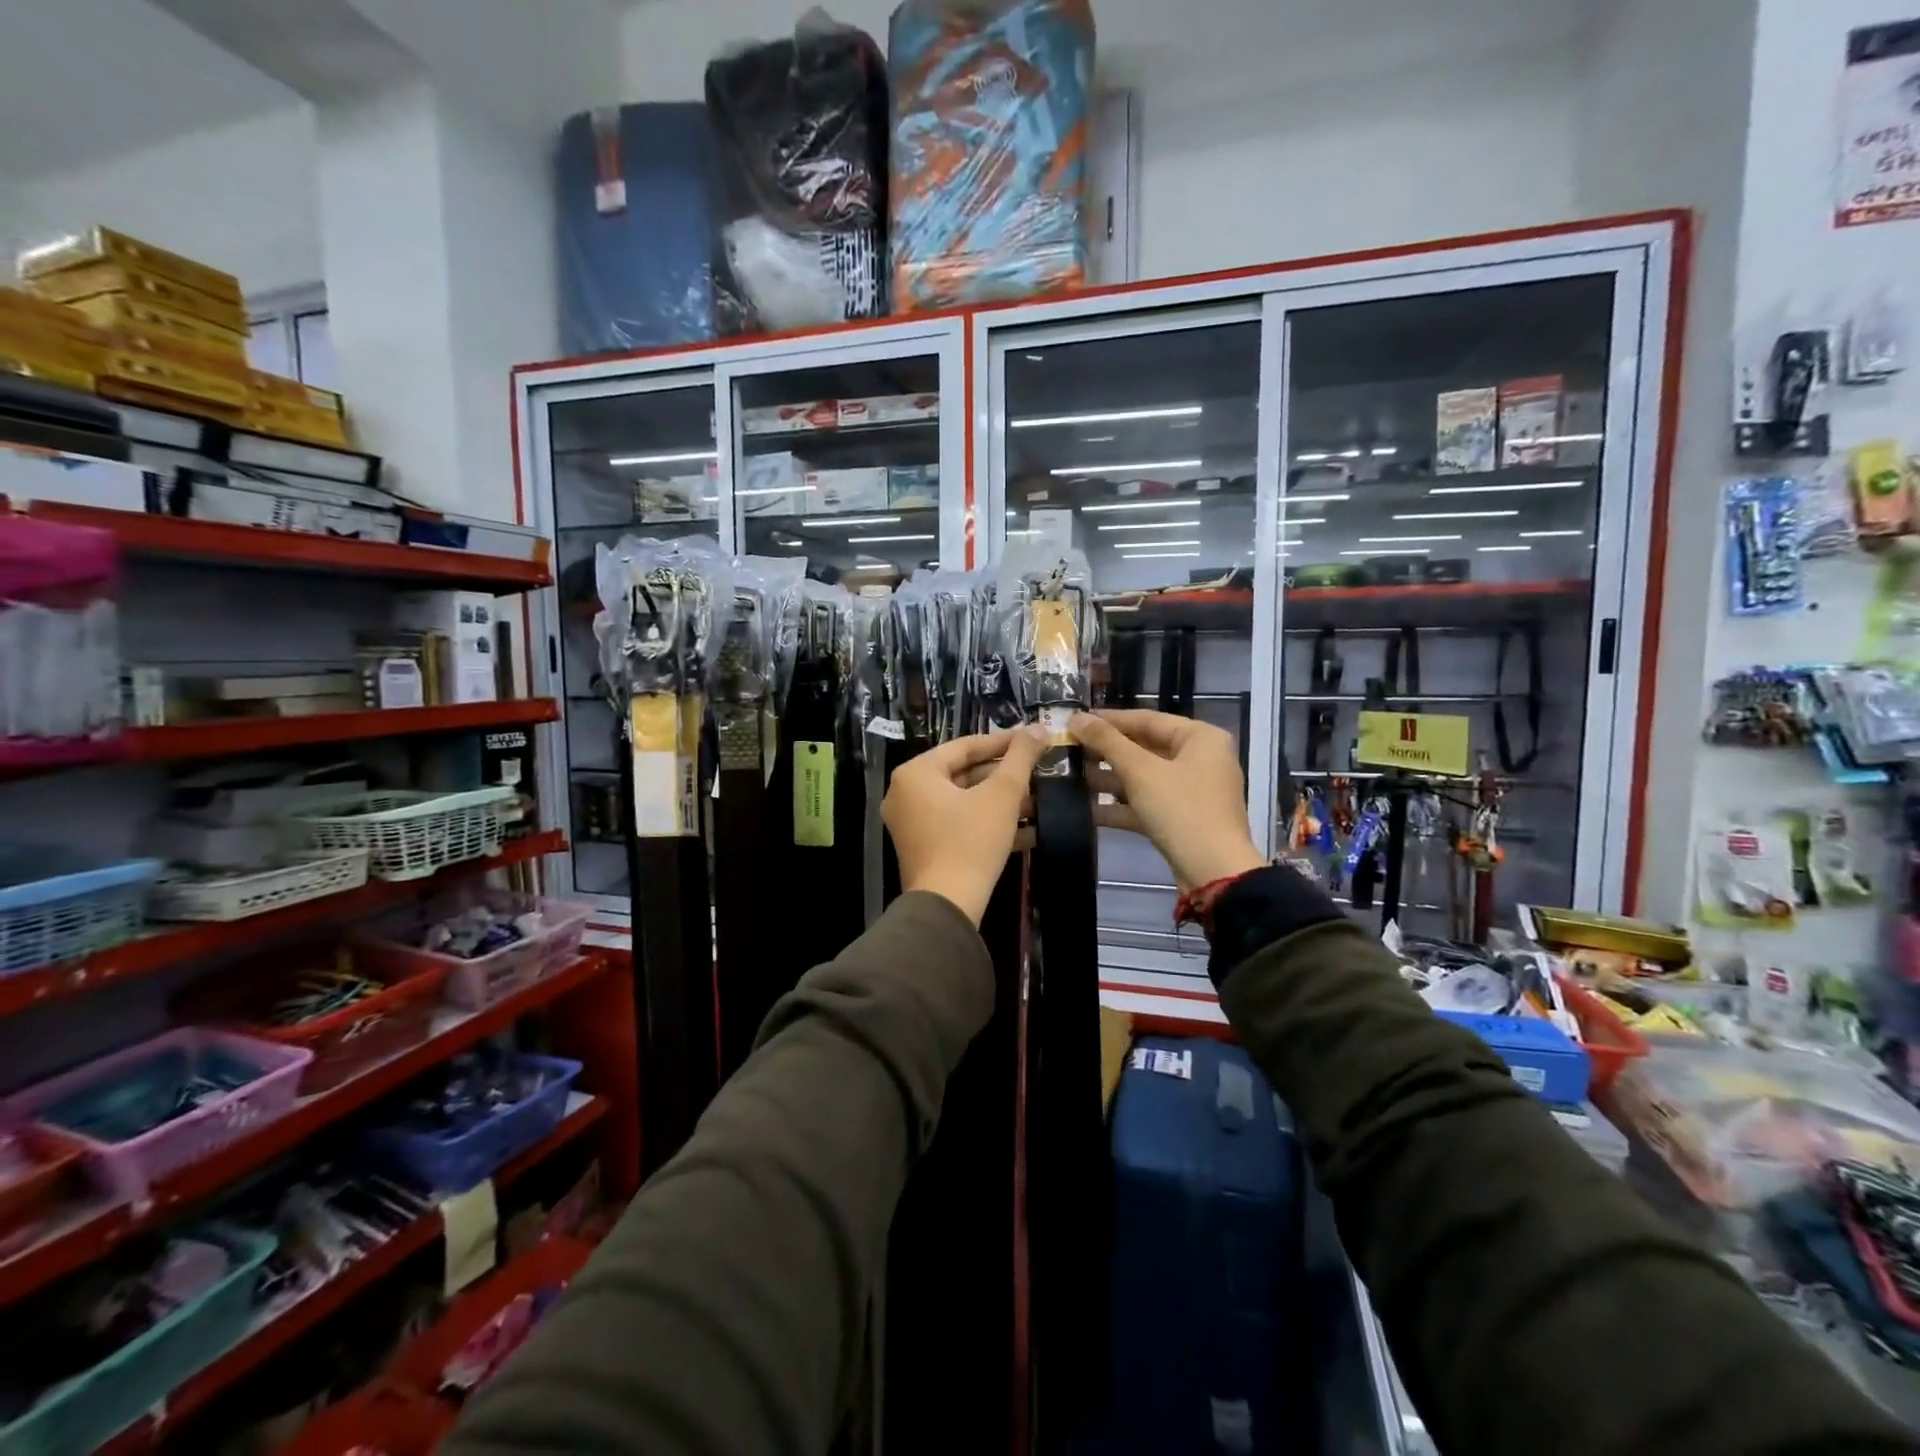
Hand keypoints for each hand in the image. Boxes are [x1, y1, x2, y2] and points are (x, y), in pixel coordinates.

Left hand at [884, 726, 1049, 924]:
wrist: (947, 906)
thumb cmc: (971, 841)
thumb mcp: (1001, 794)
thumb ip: (1020, 758)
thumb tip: (1039, 727)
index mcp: (916, 773)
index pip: (965, 746)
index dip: (1004, 742)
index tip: (1034, 739)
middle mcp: (906, 793)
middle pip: (963, 773)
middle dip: (1004, 775)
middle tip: (1039, 770)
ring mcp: (912, 823)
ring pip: (964, 801)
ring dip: (1001, 801)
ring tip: (1040, 799)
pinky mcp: (924, 848)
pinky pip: (959, 824)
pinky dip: (988, 822)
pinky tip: (1027, 829)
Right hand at [1069, 709, 1265, 890]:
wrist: (1213, 873)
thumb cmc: (1181, 810)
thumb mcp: (1140, 771)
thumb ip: (1107, 741)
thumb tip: (1076, 717)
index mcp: (1200, 738)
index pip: (1147, 719)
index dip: (1109, 719)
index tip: (1076, 720)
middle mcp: (1200, 759)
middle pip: (1145, 748)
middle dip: (1106, 752)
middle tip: (1068, 749)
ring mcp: (1192, 791)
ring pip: (1144, 777)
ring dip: (1109, 779)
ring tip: (1070, 777)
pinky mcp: (1182, 818)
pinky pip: (1147, 803)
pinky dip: (1121, 805)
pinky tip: (1087, 809)